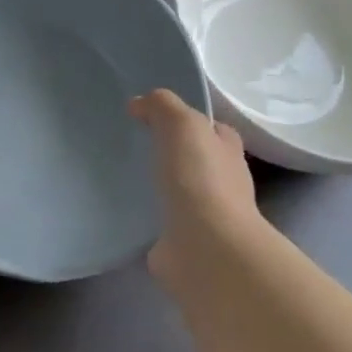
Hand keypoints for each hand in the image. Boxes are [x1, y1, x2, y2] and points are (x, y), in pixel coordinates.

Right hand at [129, 89, 263, 282]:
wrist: (206, 247)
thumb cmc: (200, 179)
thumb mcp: (182, 124)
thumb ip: (162, 106)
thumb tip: (139, 104)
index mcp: (227, 151)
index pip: (211, 128)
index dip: (187, 119)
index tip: (150, 116)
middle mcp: (222, 181)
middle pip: (195, 159)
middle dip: (171, 152)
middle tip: (133, 144)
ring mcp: (204, 215)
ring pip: (178, 191)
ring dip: (158, 185)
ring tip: (123, 176)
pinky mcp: (183, 241)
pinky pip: (162, 220)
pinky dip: (148, 216)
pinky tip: (124, 209)